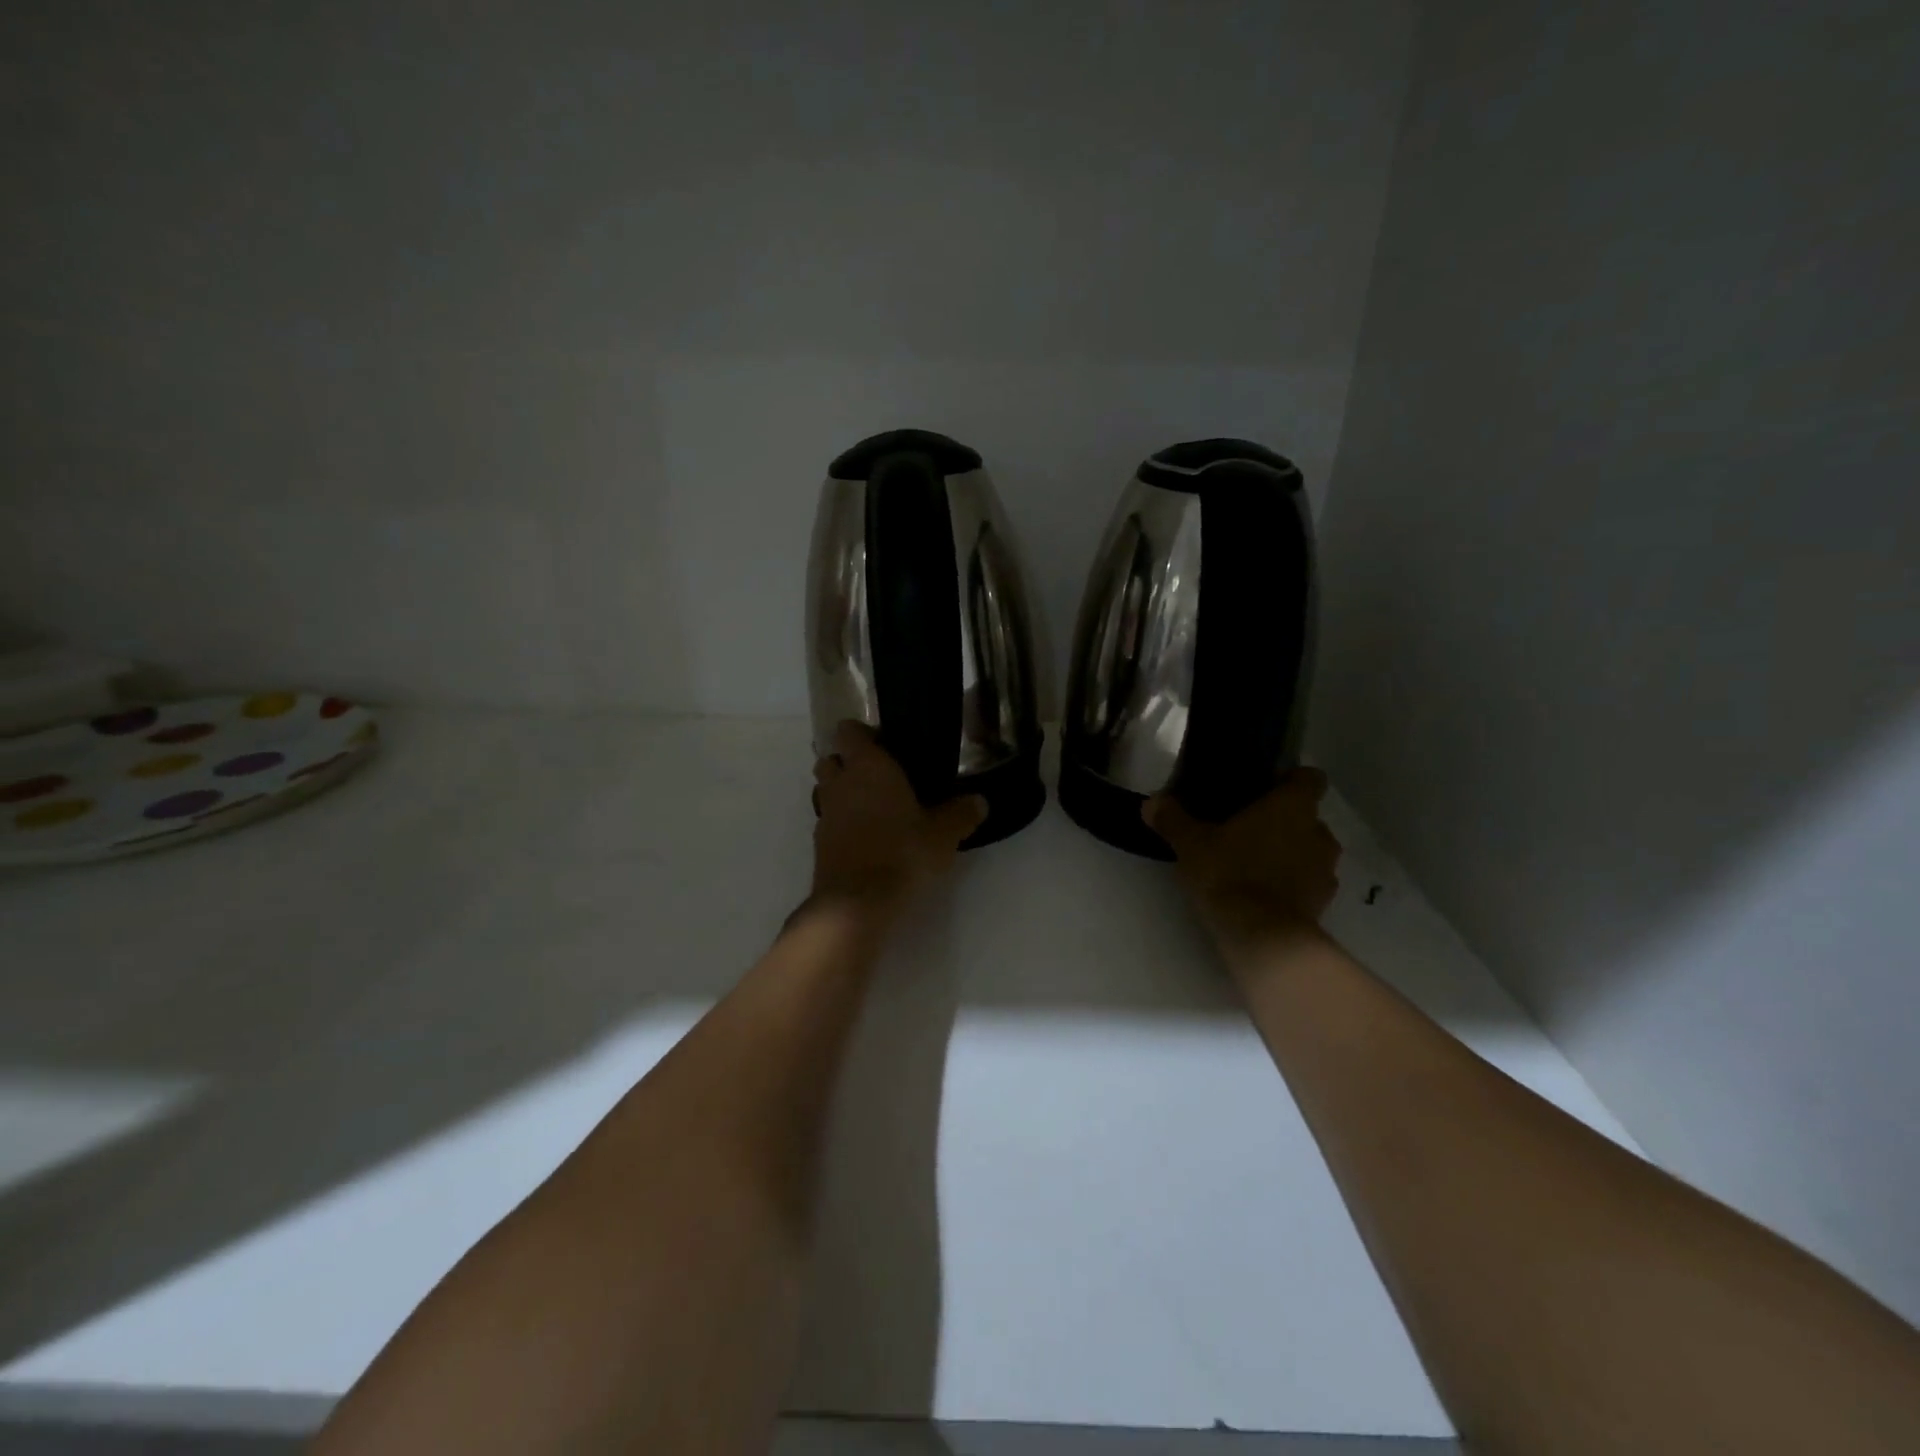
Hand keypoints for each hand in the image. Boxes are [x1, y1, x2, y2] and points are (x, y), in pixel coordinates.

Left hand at [808, 721, 986, 924]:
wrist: (857, 903)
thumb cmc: (902, 853)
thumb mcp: (944, 834)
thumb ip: (961, 813)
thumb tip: (979, 801)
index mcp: (868, 766)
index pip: (849, 731)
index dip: (863, 734)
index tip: (886, 744)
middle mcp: (840, 783)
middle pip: (831, 759)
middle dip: (848, 763)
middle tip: (880, 776)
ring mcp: (825, 814)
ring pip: (826, 790)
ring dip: (843, 793)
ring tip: (874, 807)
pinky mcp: (819, 844)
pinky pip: (829, 821)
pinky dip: (842, 823)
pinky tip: (867, 837)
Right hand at [1145, 769, 1341, 943]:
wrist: (1262, 937)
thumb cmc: (1229, 873)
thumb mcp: (1190, 844)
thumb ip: (1172, 819)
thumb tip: (1152, 802)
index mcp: (1292, 806)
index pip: (1310, 778)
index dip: (1290, 781)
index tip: (1266, 789)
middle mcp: (1318, 832)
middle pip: (1307, 816)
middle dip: (1282, 822)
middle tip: (1246, 830)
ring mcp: (1326, 870)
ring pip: (1309, 850)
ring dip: (1289, 854)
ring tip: (1253, 864)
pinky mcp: (1323, 902)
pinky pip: (1308, 883)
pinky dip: (1292, 884)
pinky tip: (1263, 894)